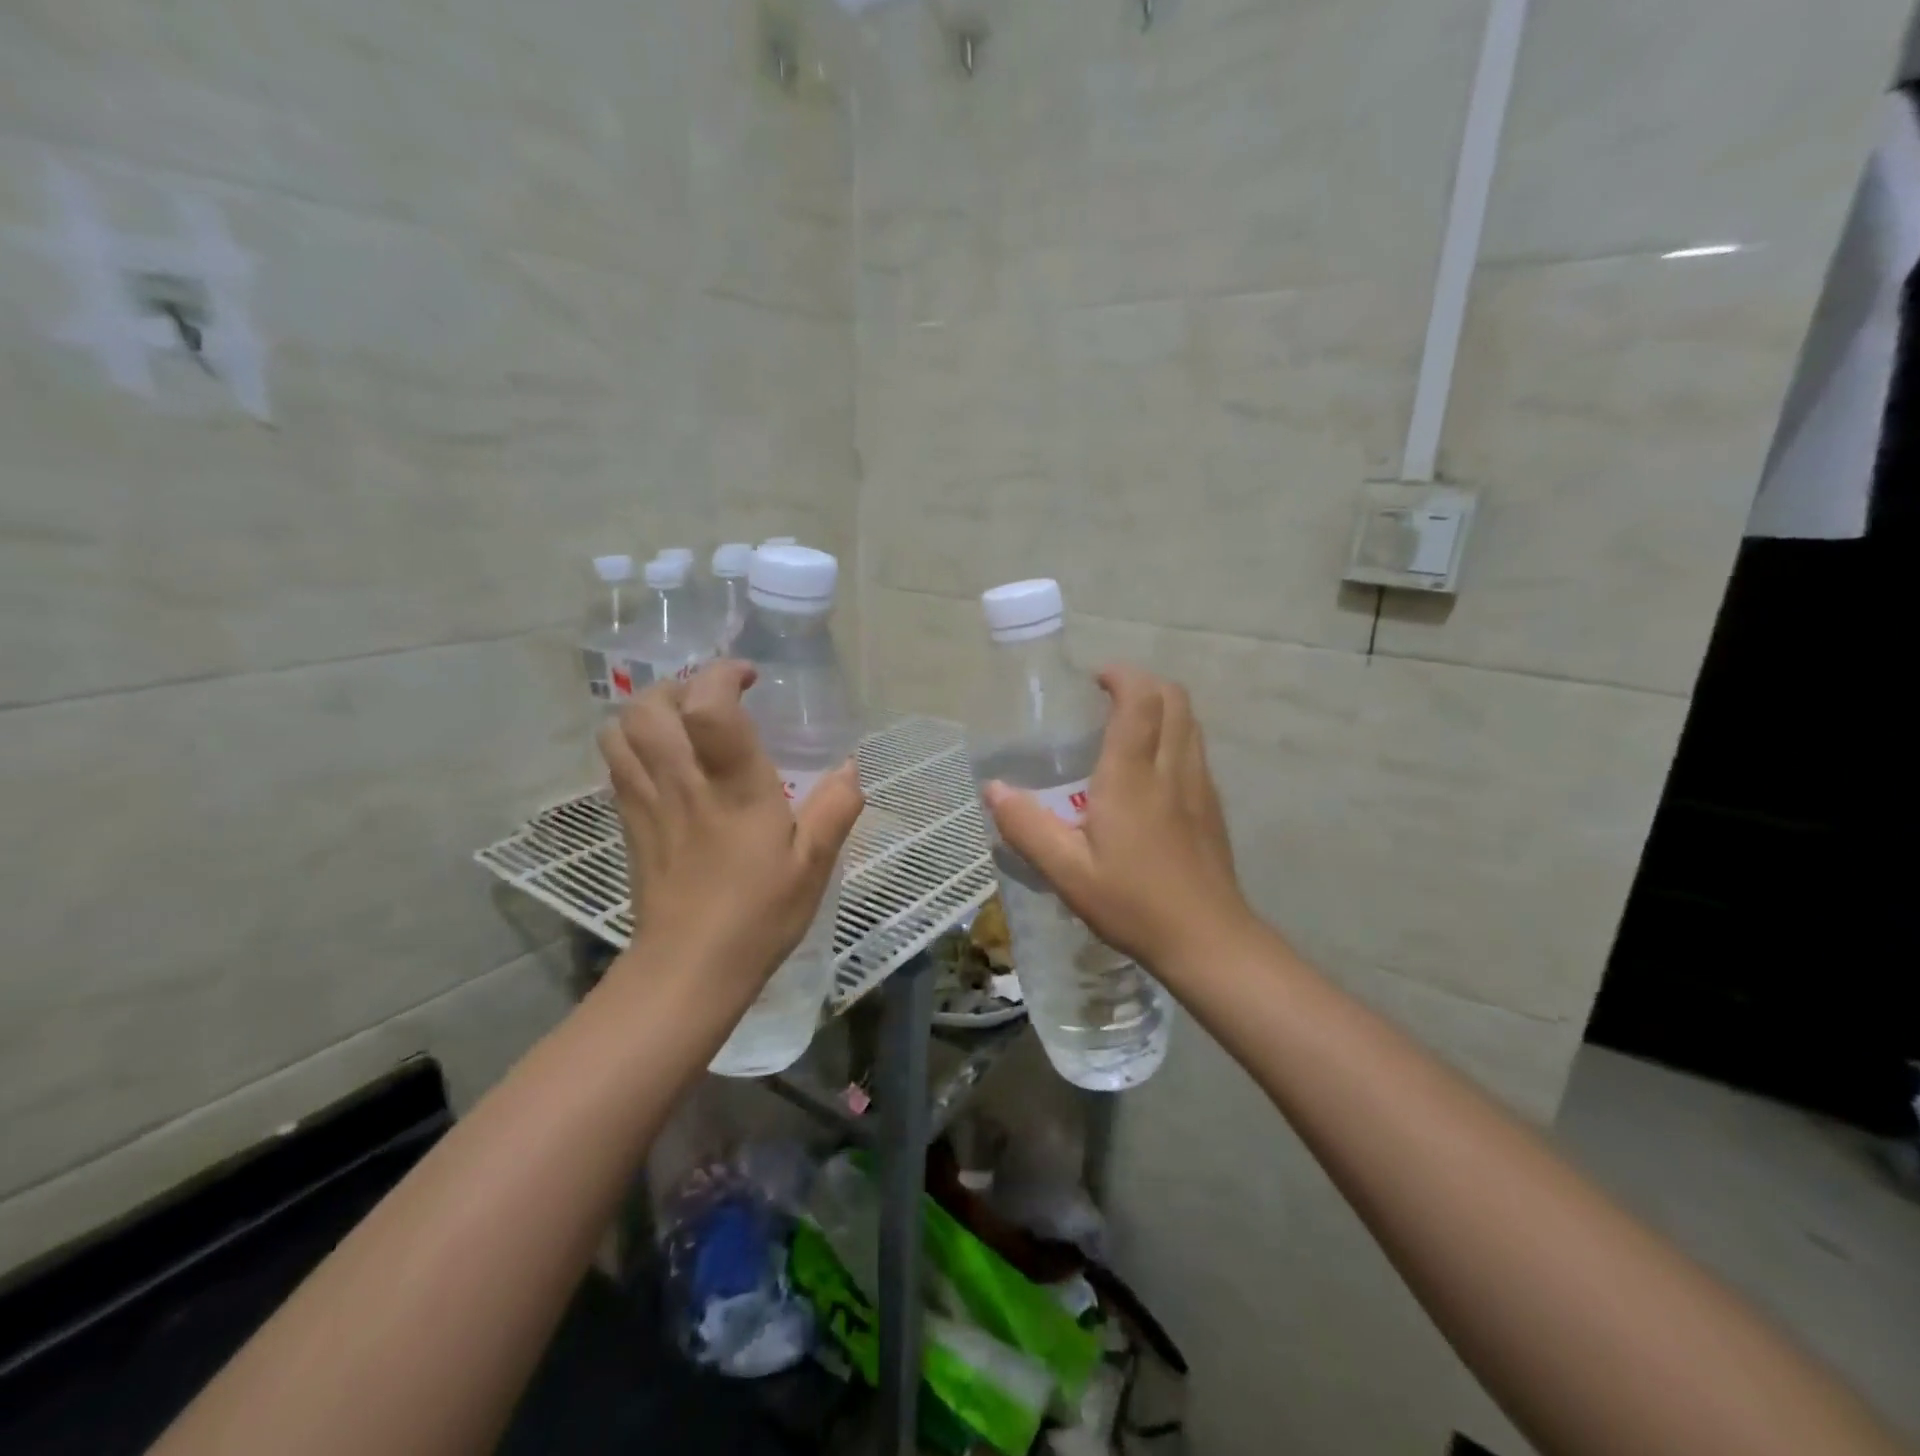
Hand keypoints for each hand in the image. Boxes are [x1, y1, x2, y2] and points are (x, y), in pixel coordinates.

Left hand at [597, 661, 864, 1000]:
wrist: (688, 970)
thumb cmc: (758, 915)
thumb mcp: (813, 865)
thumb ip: (836, 809)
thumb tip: (850, 767)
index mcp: (733, 788)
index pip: (707, 707)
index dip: (722, 675)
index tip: (749, 678)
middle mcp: (682, 783)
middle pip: (650, 706)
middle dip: (681, 685)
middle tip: (715, 700)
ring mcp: (646, 801)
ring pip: (621, 729)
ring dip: (650, 711)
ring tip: (685, 722)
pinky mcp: (629, 822)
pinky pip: (616, 762)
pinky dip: (635, 743)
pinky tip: (668, 762)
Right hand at [982, 664, 1255, 978]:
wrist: (1207, 941)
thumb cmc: (1133, 903)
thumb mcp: (1066, 872)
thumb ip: (1026, 827)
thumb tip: (994, 789)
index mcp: (1133, 776)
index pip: (1140, 699)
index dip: (1120, 676)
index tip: (1093, 679)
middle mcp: (1173, 768)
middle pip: (1174, 698)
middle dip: (1142, 683)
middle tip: (1106, 698)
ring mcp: (1200, 786)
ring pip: (1190, 721)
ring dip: (1161, 708)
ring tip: (1125, 729)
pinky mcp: (1213, 807)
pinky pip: (1195, 749)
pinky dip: (1174, 736)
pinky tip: (1149, 773)